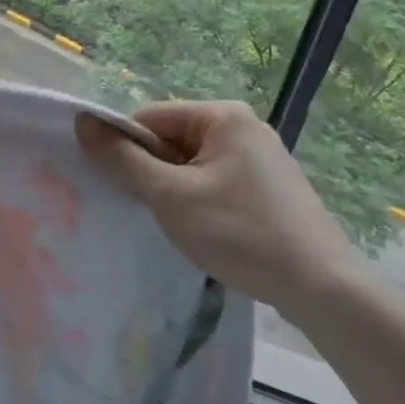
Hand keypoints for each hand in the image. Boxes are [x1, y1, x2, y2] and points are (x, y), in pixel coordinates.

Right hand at [76, 101, 369, 317]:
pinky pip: (215, 180)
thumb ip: (122, 158)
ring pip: (191, 163)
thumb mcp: (169, 196)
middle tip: (156, 210)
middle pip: (170, 139)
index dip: (128, 151)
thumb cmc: (240, 233)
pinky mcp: (270, 186)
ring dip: (175, 190)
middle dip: (154, 172)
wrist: (322, 288)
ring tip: (184, 225)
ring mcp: (261, 156)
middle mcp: (243, 125)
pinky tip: (209, 231)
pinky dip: (200, 201)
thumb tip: (82, 121)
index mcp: (222, 115)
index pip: (149, 118)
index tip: (128, 189)